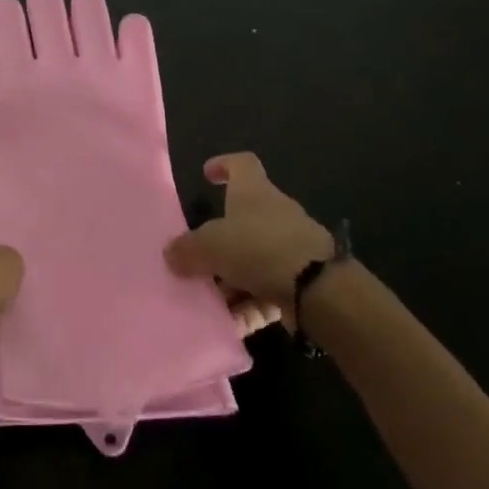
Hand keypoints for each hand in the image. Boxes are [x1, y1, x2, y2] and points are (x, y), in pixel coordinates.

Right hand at [164, 152, 332, 333]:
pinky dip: (250, 306)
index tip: (207, 174)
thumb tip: (171, 254)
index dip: (224, 165)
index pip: (242, 164)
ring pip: (253, 260)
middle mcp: (274, 214)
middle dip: (219, 242)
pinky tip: (232, 325)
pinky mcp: (301, 280)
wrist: (318, 289)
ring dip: (231, 281)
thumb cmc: (258, 248)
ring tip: (209, 302)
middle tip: (195, 260)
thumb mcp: (210, 245)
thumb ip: (187, 249)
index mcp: (254, 192)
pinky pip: (267, 291)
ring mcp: (291, 248)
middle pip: (242, 220)